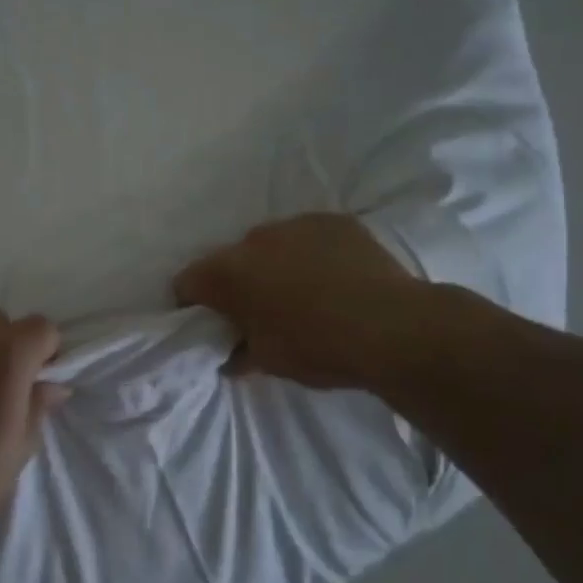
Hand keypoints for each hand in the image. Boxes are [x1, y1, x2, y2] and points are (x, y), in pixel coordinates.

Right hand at [172, 213, 422, 390]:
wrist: (394, 327)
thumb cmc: (318, 347)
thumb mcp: (269, 362)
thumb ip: (240, 353)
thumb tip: (231, 355)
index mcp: (228, 272)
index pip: (188, 281)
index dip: (191, 304)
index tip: (208, 323)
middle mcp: (254, 238)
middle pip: (230, 260)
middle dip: (237, 284)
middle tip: (259, 313)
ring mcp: (296, 224)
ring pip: (271, 245)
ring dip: (274, 266)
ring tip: (303, 294)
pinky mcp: (334, 221)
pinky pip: (308, 238)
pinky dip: (311, 255)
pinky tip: (334, 279)